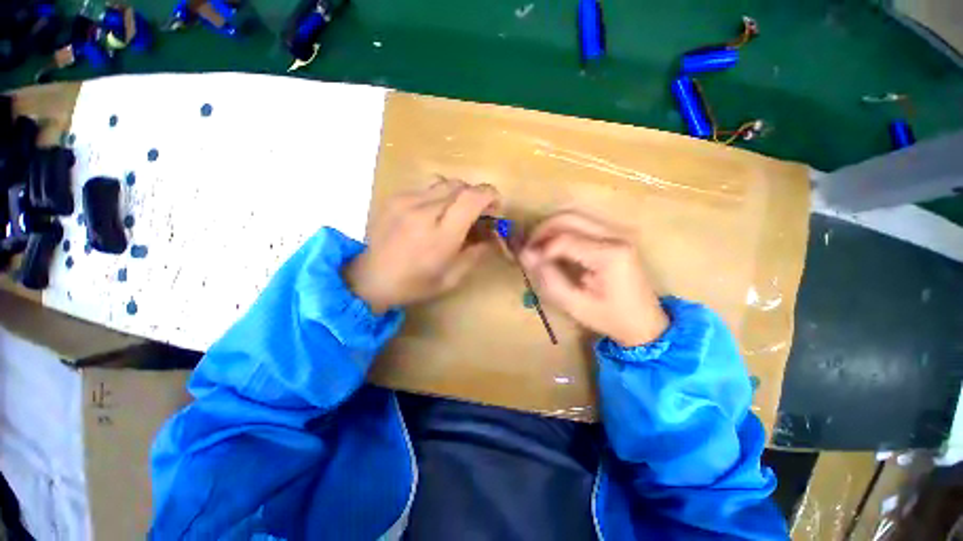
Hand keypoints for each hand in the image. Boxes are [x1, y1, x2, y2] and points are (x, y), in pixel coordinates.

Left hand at [345, 178, 499, 312]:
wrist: (370, 278)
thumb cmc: (414, 284)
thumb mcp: (452, 278)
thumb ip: (476, 253)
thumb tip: (491, 235)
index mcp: (441, 236)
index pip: (472, 198)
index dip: (490, 195)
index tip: (495, 206)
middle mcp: (425, 211)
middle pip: (460, 185)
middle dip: (475, 195)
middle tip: (477, 213)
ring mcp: (406, 201)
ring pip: (444, 183)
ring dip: (458, 194)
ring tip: (455, 213)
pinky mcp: (395, 197)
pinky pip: (426, 188)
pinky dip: (438, 197)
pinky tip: (432, 215)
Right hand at [519, 211, 667, 347]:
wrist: (644, 321)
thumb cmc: (610, 317)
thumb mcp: (575, 305)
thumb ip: (548, 278)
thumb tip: (525, 255)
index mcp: (610, 255)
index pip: (564, 240)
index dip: (541, 250)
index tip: (528, 262)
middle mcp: (615, 235)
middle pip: (568, 217)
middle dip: (542, 231)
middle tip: (529, 250)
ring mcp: (616, 232)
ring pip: (573, 216)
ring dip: (550, 229)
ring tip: (538, 248)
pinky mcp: (614, 235)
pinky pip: (581, 223)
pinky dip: (562, 231)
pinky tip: (554, 247)